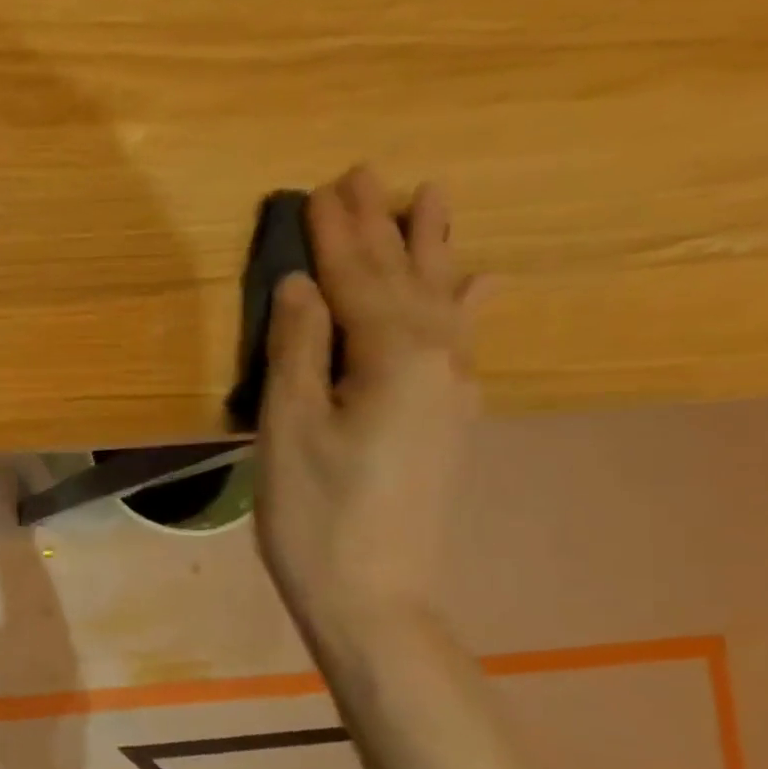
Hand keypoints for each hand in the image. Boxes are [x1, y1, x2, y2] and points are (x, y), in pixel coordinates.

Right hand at [254, 165, 481, 636]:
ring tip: (433, 199)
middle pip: (403, 279)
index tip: (320, 186)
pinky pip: (460, 339)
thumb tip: (301, 285)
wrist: (372, 594)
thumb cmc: (314, 515)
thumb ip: (299, 350)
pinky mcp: (449, 419)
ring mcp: (452, 391)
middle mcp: (437, 360)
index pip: (358, 279)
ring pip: (442, 301)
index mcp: (392, 358)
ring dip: (431, 249)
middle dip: (381, 227)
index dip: (335, 234)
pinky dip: (464, 303)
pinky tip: (478, 284)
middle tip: (367, 173)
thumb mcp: (289, 429)